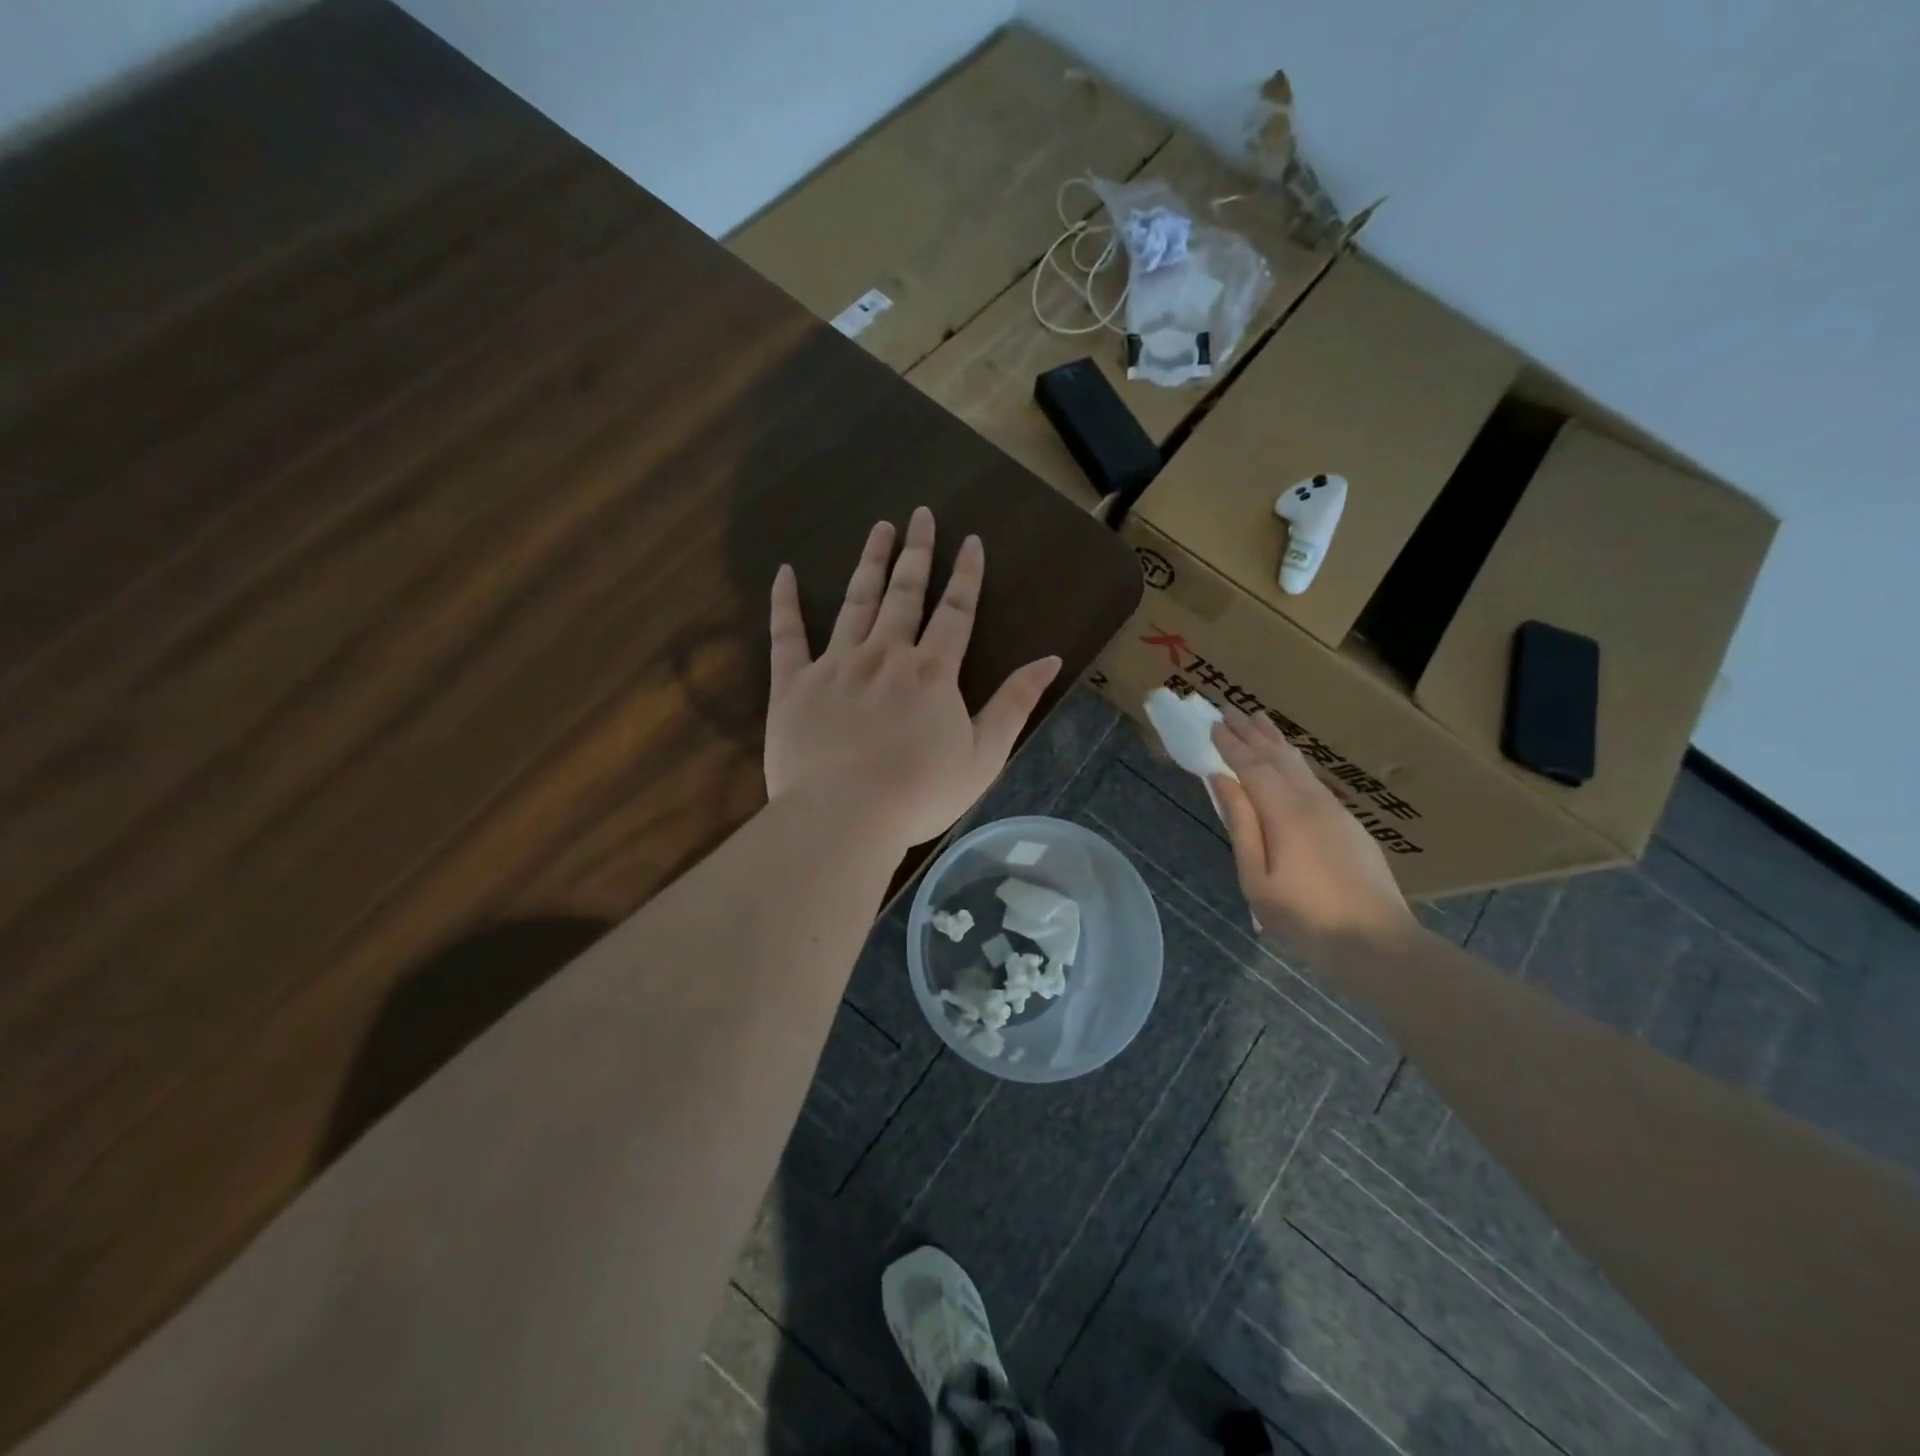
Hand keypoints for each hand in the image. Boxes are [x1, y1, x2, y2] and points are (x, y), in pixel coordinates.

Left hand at [765, 507, 1061, 849]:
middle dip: (917, 553)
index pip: (955, 612)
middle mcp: (885, 655)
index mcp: (931, 672)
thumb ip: (1014, 704)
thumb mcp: (983, 755)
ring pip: (855, 602)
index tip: (970, 541)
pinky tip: (784, 572)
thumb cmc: (919, 793)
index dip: (965, 576)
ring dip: (869, 563)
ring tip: (878, 528)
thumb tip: (1050, 660)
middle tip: (920, 515)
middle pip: (905, 594)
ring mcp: (836, 665)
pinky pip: (786, 636)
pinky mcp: (793, 684)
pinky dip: (784, 603)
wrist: (845, 817)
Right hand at [1209, 705, 1415, 959]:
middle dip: (1252, 732)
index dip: (1230, 744)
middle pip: (1278, 756)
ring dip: (1275, 741)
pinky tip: (1290, 761)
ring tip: (1259, 720)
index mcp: (1285, 813)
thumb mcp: (1257, 879)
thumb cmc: (1306, 918)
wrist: (1378, 943)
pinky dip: (1293, 761)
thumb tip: (1222, 780)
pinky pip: (1313, 780)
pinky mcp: (1350, 825)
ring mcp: (1336, 811)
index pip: (1252, 766)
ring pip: (1300, 765)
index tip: (1212, 723)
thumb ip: (1240, 825)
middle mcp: (1312, 801)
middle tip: (1230, 709)